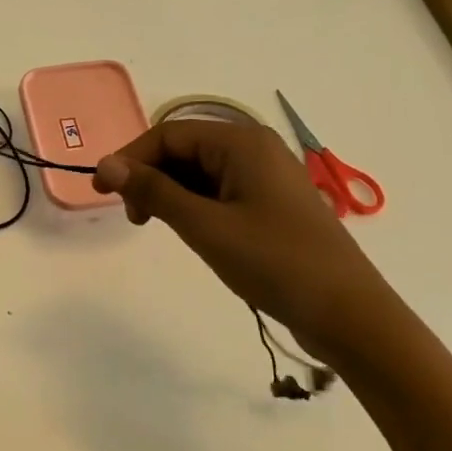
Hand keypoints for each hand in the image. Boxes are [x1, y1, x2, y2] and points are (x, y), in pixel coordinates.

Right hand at [93, 119, 396, 364]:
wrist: (349, 316)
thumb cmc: (275, 263)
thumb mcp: (204, 226)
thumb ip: (153, 191)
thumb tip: (105, 164)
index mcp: (241, 141)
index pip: (168, 134)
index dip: (130, 158)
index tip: (101, 192)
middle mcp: (254, 148)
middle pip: (183, 149)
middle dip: (150, 177)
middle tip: (133, 217)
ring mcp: (265, 176)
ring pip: (199, 172)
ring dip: (170, 193)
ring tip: (158, 227)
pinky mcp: (270, 203)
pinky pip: (219, 190)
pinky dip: (194, 205)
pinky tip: (190, 232)